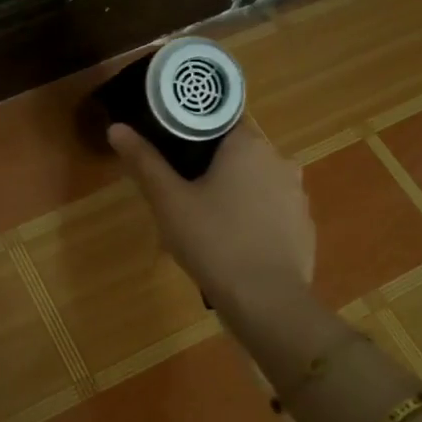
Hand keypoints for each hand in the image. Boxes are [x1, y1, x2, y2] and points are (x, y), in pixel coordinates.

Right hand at [107, 121, 315, 312]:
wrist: (267, 302)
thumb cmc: (213, 241)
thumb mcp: (169, 201)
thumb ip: (144, 161)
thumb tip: (117, 127)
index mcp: (248, 145)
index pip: (219, 120)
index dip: (191, 131)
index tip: (170, 150)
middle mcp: (280, 160)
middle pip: (237, 152)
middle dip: (210, 166)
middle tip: (180, 191)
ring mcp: (297, 195)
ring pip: (255, 182)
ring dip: (233, 192)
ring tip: (204, 220)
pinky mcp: (304, 226)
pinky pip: (272, 211)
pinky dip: (252, 218)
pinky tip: (232, 242)